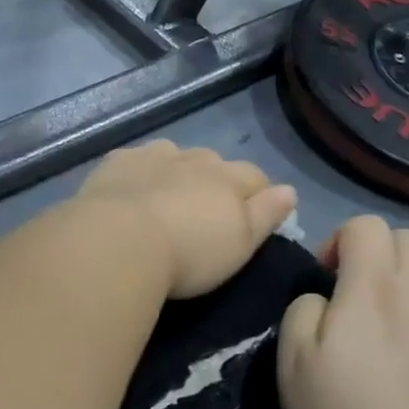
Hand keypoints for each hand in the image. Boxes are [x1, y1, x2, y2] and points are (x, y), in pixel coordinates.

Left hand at [74, 141, 297, 298]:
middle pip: (214, 163)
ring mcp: (154, 156)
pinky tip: (132, 190)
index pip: (254, 176)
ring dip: (177, 171)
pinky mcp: (119, 162)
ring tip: (168, 199)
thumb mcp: (240, 243)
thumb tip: (290, 190)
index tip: (255, 212)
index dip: (258, 193)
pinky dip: (140, 172)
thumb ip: (266, 214)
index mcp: (227, 178)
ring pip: (175, 156)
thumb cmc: (189, 253)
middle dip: (215, 179)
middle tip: (205, 212)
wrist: (119, 240)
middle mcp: (194, 159)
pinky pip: (137, 160)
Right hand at [277, 216, 408, 408]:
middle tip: (357, 302)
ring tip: (387, 356)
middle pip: (408, 242)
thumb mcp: (293, 364)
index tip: (326, 281)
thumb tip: (323, 300)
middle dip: (379, 257)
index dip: (340, 240)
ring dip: (405, 302)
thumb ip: (303, 311)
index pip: (366, 224)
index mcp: (374, 287)